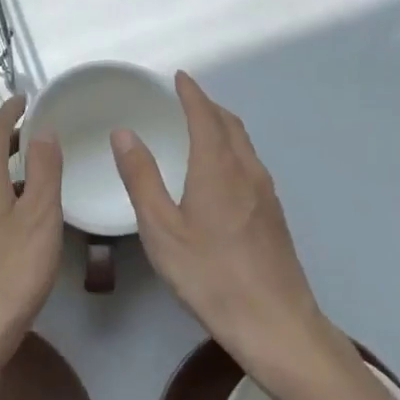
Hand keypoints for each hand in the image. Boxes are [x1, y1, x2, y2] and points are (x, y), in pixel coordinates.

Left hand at [0, 95, 63, 393]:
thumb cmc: (10, 274)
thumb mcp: (40, 218)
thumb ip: (43, 171)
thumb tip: (43, 131)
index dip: (9, 112)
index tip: (24, 99)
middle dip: (6, 140)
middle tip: (33, 133)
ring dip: (1, 170)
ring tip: (29, 173)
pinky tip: (11, 217)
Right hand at [111, 72, 336, 381]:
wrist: (275, 322)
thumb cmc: (210, 275)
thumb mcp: (162, 229)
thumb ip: (141, 178)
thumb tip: (125, 133)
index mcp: (218, 169)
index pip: (205, 116)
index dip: (191, 93)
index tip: (179, 77)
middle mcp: (248, 172)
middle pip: (231, 125)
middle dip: (209, 106)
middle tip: (186, 100)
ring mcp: (267, 194)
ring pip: (244, 146)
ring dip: (223, 127)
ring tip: (201, 129)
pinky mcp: (274, 216)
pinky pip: (251, 165)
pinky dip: (232, 150)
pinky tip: (221, 173)